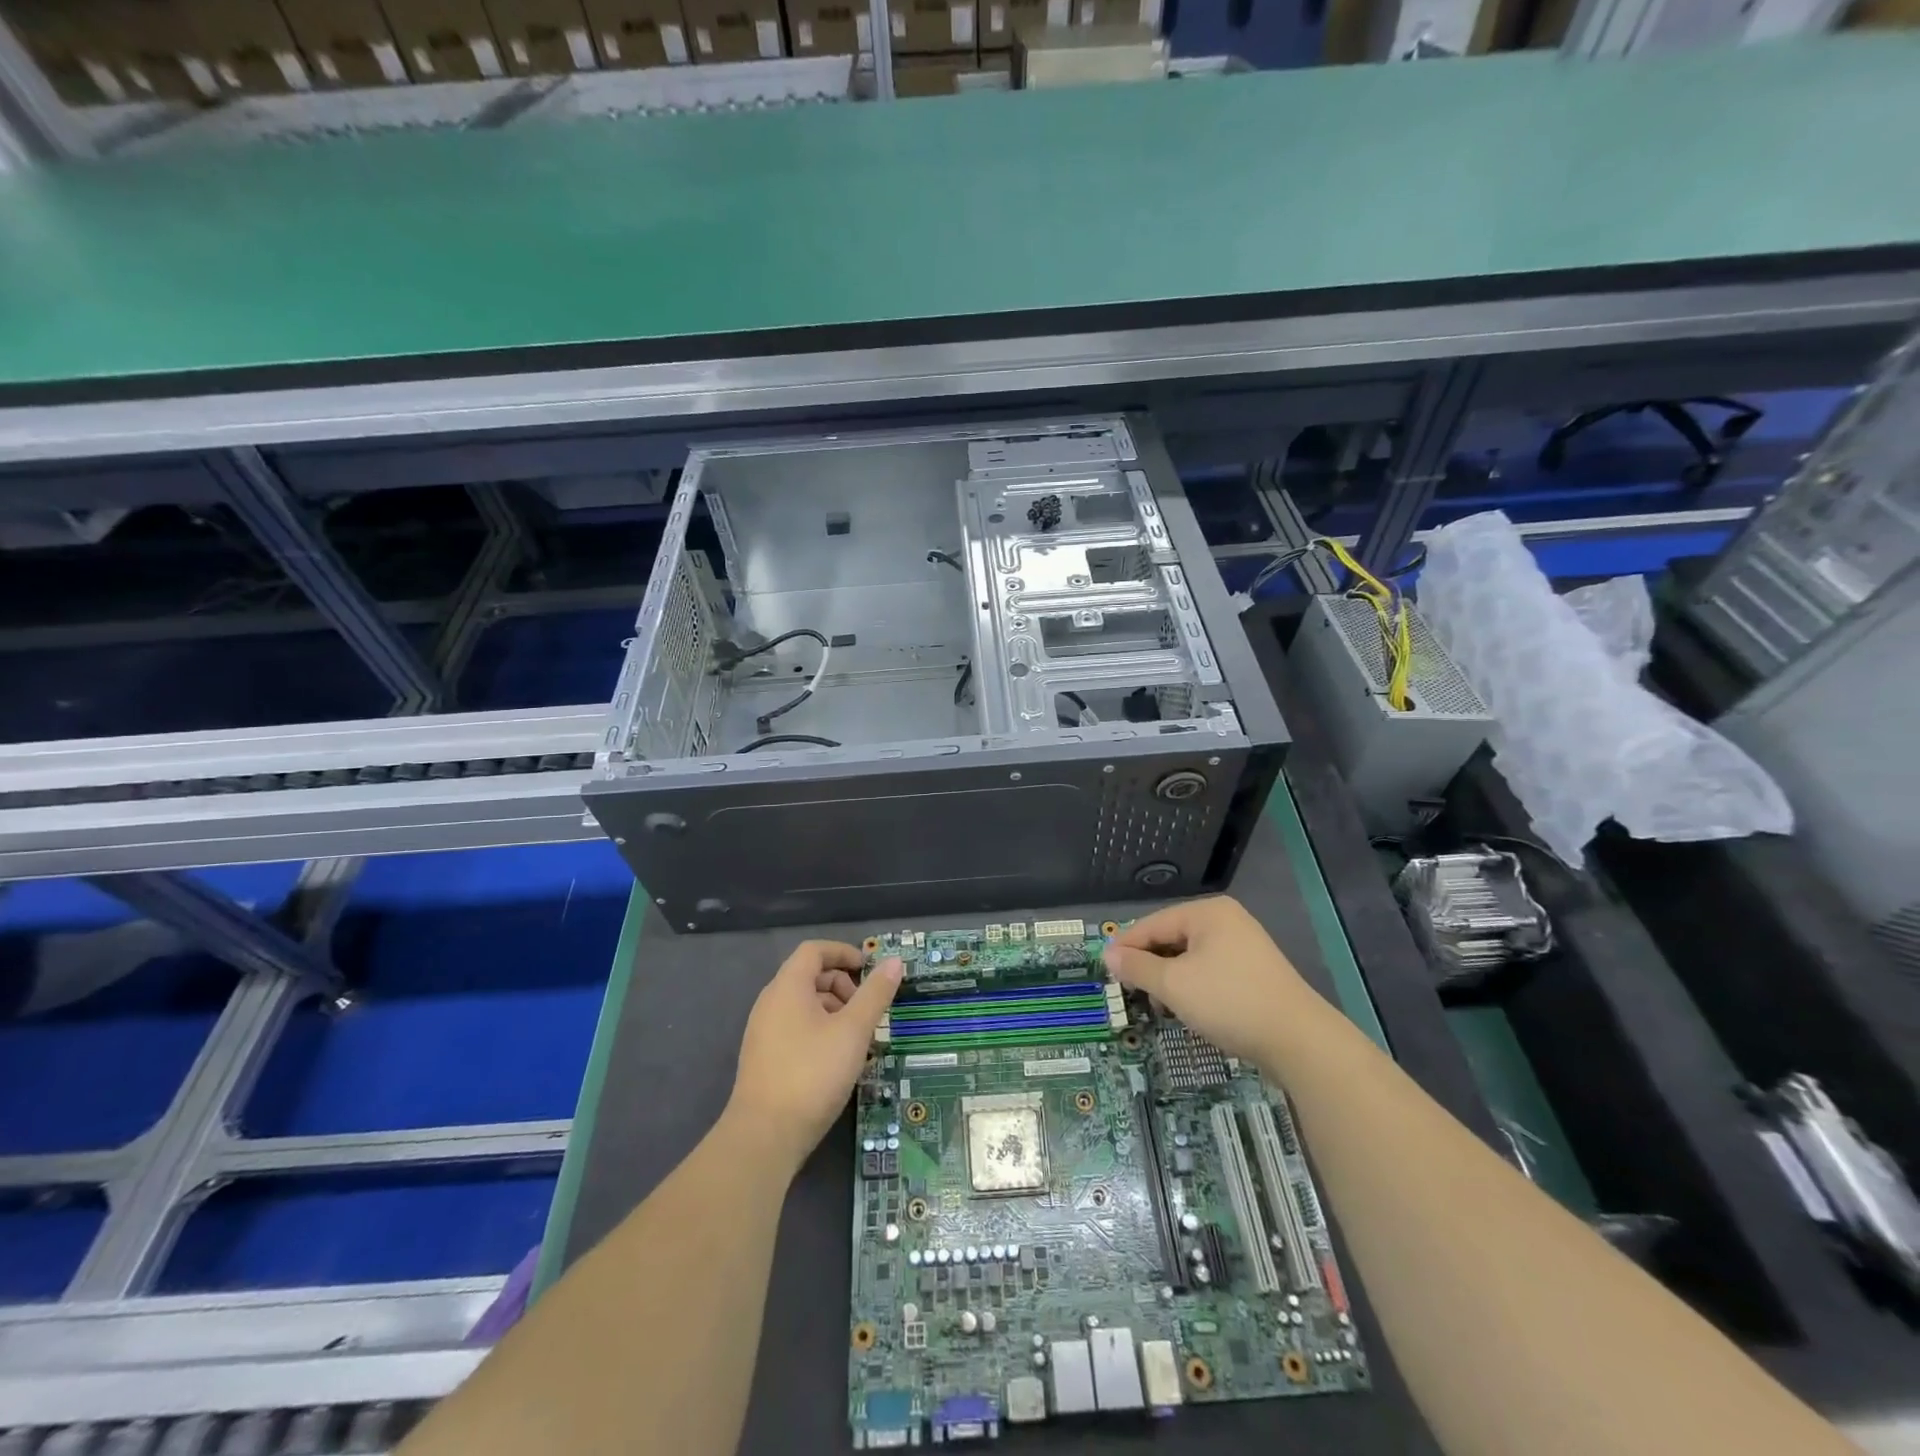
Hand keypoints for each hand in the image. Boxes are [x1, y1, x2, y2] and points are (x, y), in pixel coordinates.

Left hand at [726, 941, 900, 1174]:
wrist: (764, 1136)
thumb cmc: (812, 1073)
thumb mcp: (853, 1031)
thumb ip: (875, 994)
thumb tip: (895, 962)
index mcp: (788, 987)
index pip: (814, 950)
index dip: (843, 952)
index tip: (869, 968)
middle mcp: (770, 1002)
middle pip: (809, 976)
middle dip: (842, 985)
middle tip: (866, 1010)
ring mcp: (763, 1031)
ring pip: (803, 1005)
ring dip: (834, 1010)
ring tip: (858, 1038)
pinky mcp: (764, 1058)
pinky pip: (795, 1028)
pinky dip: (819, 1030)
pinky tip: (838, 1060)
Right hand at [1101, 897, 1313, 1062]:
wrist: (1300, 1042)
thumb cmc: (1229, 1002)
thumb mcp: (1173, 985)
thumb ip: (1137, 968)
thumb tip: (1107, 954)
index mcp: (1206, 912)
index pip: (1152, 924)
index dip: (1126, 947)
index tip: (1104, 970)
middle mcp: (1226, 921)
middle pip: (1171, 938)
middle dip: (1150, 966)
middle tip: (1130, 993)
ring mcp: (1244, 946)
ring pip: (1190, 957)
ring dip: (1170, 980)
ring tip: (1159, 1006)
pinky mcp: (1254, 972)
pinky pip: (1210, 971)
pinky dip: (1193, 987)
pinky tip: (1188, 1010)